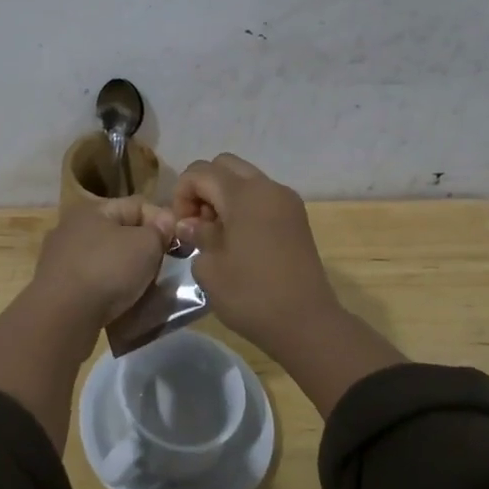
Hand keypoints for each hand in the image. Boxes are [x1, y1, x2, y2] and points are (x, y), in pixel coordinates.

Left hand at [29, 196, 177, 332]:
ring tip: (144, 291)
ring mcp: (61, 258)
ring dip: (126, 272)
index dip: (161, 222)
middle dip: (143, 250)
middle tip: (162, 269)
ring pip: (106, 259)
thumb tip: (164, 221)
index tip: (177, 246)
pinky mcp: (57, 287)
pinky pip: (93, 282)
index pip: (138, 205)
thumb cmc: (107, 271)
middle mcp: (73, 228)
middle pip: (121, 233)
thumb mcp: (145, 245)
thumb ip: (159, 230)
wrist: (61, 318)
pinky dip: (108, 291)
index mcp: (92, 209)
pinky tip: (120, 305)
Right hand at [171, 154, 341, 353]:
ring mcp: (286, 200)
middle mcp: (267, 187)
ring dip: (224, 196)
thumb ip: (196, 235)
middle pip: (224, 165)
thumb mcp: (210, 268)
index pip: (200, 172)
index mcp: (243, 194)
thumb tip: (190, 224)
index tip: (182, 226)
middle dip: (203, 187)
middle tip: (197, 223)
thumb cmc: (252, 295)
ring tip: (217, 234)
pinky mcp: (297, 217)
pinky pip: (262, 195)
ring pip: (245, 178)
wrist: (307, 323)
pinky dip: (244, 205)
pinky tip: (239, 239)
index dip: (182, 193)